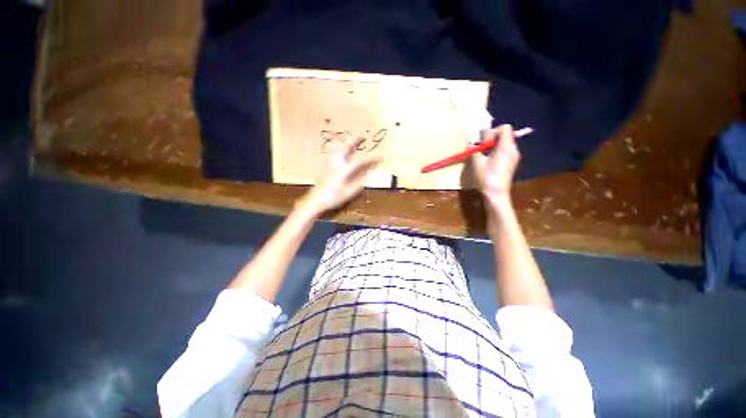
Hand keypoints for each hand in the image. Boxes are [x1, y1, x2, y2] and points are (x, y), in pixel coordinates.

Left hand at [299, 138, 380, 215]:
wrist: (315, 201)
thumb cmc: (333, 198)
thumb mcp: (349, 193)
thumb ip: (359, 182)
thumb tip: (369, 174)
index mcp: (344, 170)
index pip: (360, 162)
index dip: (370, 159)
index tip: (379, 157)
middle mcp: (336, 164)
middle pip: (346, 148)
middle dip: (354, 140)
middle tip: (361, 135)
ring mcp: (328, 164)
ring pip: (336, 148)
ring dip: (344, 142)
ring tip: (349, 139)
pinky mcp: (323, 166)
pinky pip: (330, 153)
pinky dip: (336, 148)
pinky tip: (337, 150)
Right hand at [472, 125, 520, 203]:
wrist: (496, 194)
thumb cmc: (486, 177)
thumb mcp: (477, 162)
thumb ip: (474, 149)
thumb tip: (471, 142)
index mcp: (506, 146)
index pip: (504, 128)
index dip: (492, 132)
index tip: (483, 143)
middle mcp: (513, 149)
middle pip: (504, 135)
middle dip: (491, 138)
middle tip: (481, 149)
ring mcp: (514, 157)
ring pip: (504, 143)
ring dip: (492, 146)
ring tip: (483, 155)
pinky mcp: (511, 163)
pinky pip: (504, 151)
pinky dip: (496, 152)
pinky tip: (488, 162)